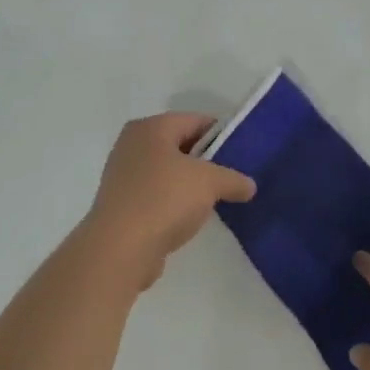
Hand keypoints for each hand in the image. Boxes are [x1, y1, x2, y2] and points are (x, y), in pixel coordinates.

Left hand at [79, 113, 255, 288]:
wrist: (120, 248)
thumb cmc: (164, 199)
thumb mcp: (210, 183)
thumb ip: (233, 179)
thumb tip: (249, 186)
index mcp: (150, 128)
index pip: (194, 120)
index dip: (222, 133)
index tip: (244, 151)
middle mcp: (132, 145)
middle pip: (180, 145)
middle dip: (208, 160)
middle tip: (236, 175)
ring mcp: (124, 176)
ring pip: (169, 172)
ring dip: (192, 183)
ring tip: (220, 198)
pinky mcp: (123, 205)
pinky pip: (158, 195)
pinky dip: (176, 202)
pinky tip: (193, 217)